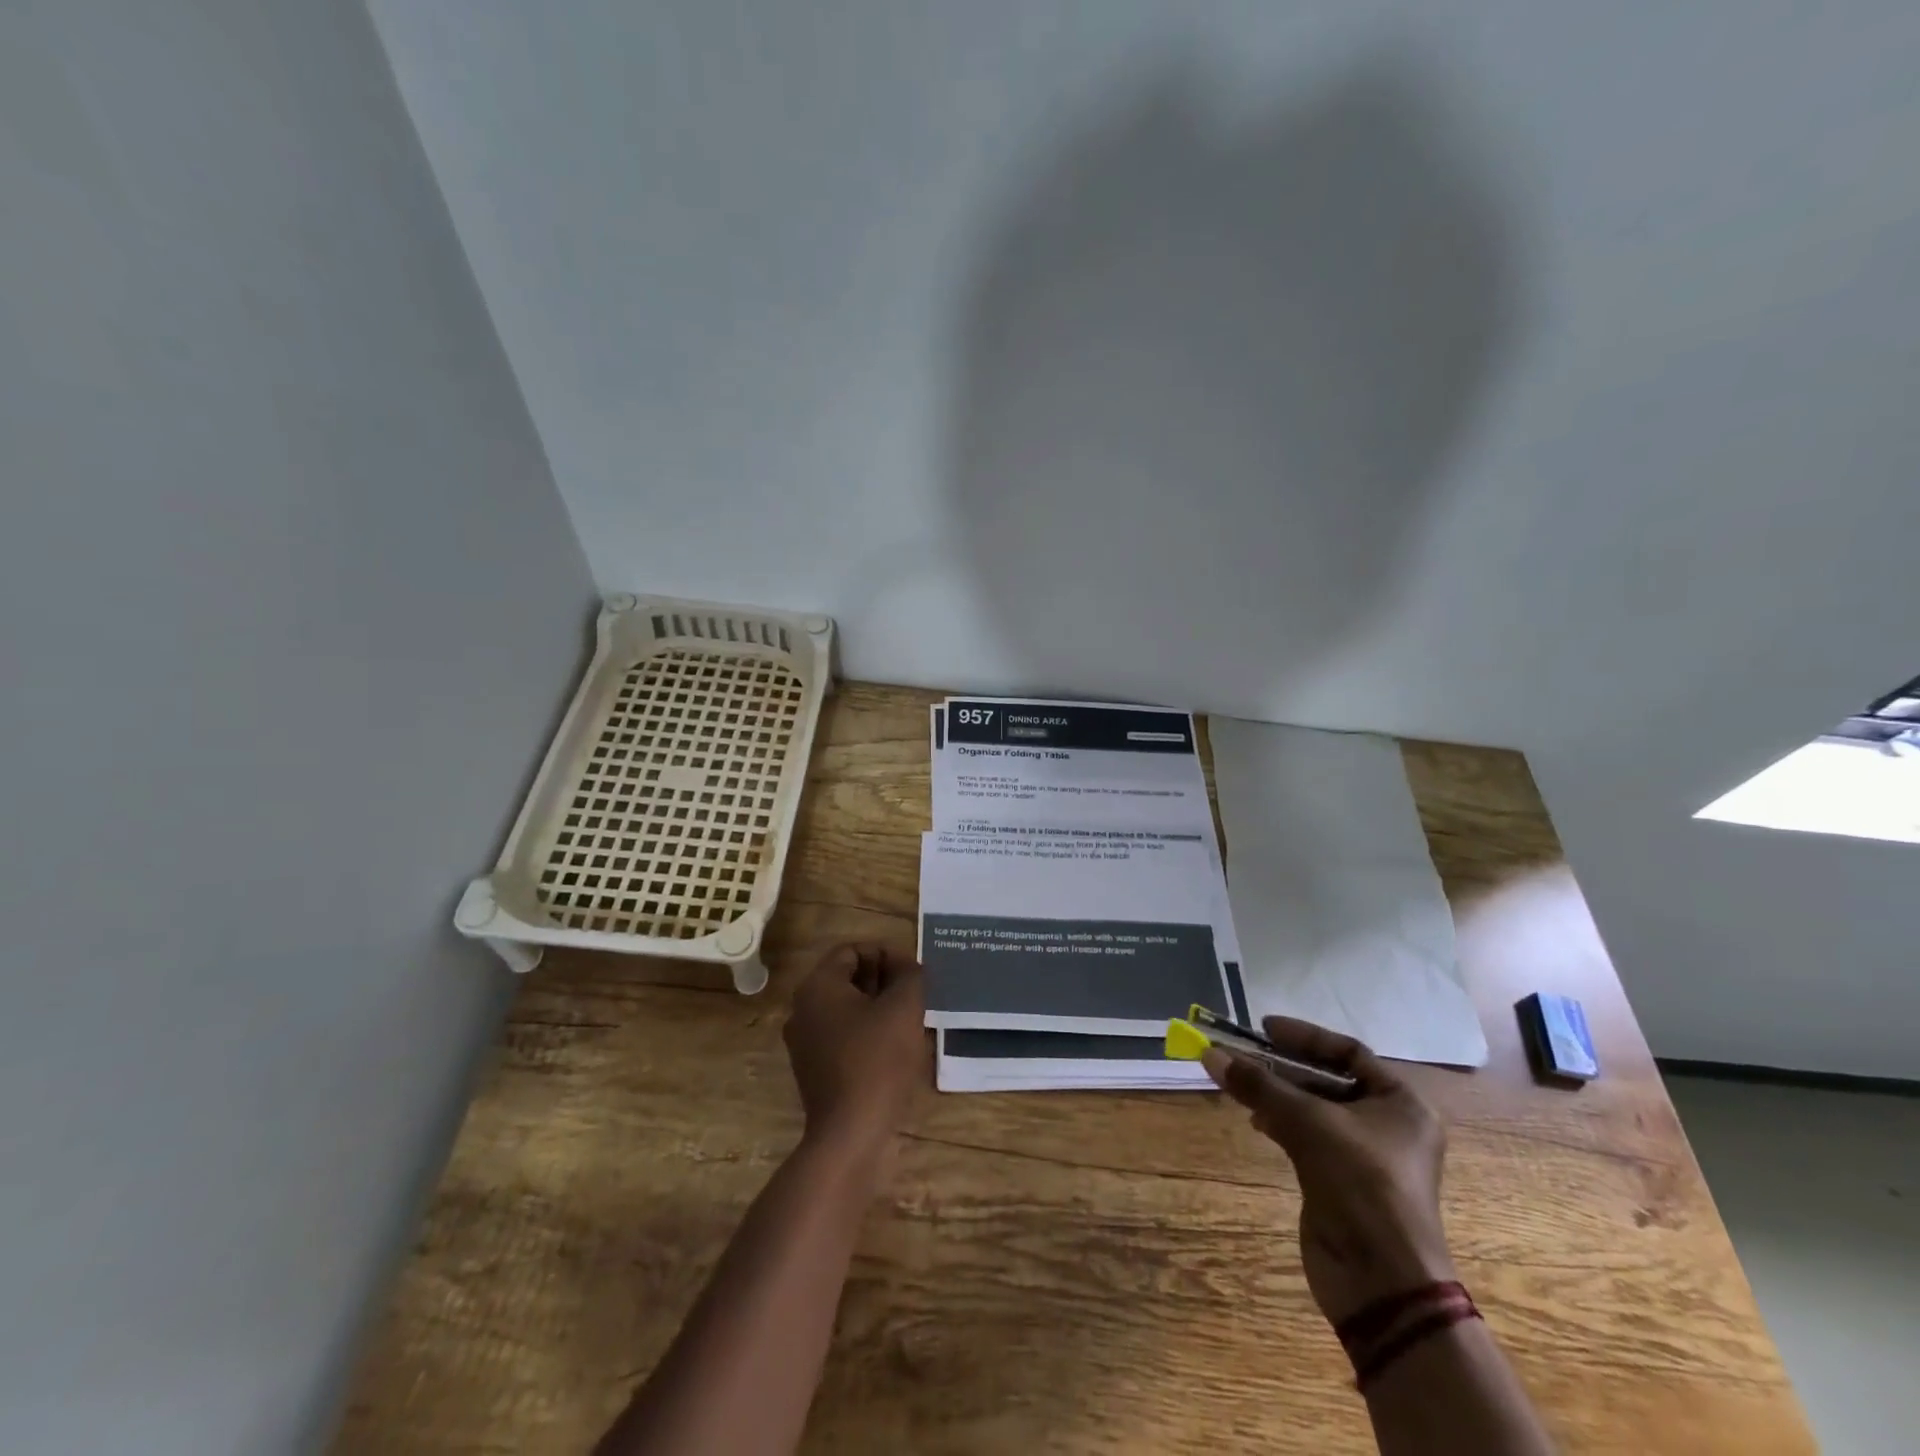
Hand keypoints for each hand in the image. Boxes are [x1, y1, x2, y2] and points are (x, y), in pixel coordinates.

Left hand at [783, 943, 927, 1155]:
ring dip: (878, 1006)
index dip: (887, 953)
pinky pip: (843, 1035)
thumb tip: (908, 968)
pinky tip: (894, 1046)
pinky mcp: (814, 1070)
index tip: (914, 972)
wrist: (850, 1134)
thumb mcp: (904, 1008)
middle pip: (847, 977)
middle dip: (883, 979)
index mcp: (817, 986)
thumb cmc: (877, 1060)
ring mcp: (805, 1042)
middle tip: (915, 993)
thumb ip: (910, 976)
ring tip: (910, 1018)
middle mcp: (803, 1009)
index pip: (853, 950)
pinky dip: (867, 1032)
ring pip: (846, 1008)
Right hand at [1205, 1018, 1456, 1326]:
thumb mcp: (1308, 1123)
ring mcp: (1366, 1157)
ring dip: (1278, 1095)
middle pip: (1328, 1079)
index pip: (1348, 1051)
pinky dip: (1282, 1124)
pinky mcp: (1343, 1182)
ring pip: (1314, 1109)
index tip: (1263, 1028)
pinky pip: (1309, 1137)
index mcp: (1401, 1103)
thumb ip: (1259, 1085)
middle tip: (1242, 1055)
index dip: (1304, 1036)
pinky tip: (1256, 1121)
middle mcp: (1389, 1125)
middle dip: (1283, 1067)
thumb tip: (1209, 1053)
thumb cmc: (1360, 1184)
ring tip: (1241, 1085)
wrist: (1383, 1283)